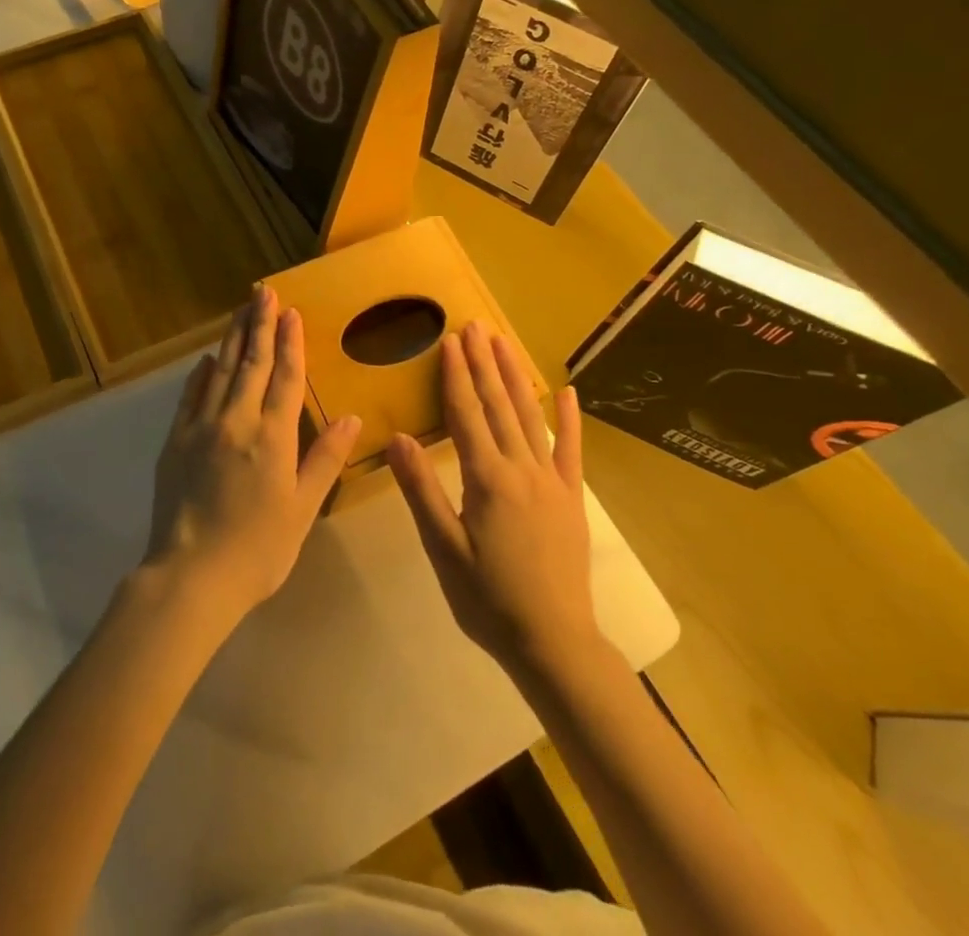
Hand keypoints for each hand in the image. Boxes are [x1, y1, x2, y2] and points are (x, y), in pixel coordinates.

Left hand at [143, 286, 361, 623]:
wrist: (191, 575)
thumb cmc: (258, 549)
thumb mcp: (303, 508)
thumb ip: (325, 459)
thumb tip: (353, 418)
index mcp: (272, 436)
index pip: (284, 376)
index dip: (289, 342)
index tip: (290, 311)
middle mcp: (236, 420)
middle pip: (250, 363)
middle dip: (259, 324)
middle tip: (263, 292)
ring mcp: (201, 427)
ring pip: (219, 371)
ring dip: (232, 338)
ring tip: (240, 310)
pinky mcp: (175, 441)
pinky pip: (190, 396)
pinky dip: (200, 374)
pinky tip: (206, 360)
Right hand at [387, 321, 601, 683]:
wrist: (554, 643)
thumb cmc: (488, 600)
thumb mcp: (444, 550)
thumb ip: (422, 491)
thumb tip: (397, 438)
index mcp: (488, 480)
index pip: (467, 415)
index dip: (456, 376)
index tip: (450, 341)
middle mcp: (522, 469)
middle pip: (499, 406)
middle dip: (484, 363)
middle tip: (475, 325)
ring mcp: (552, 482)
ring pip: (531, 417)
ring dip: (516, 377)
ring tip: (504, 343)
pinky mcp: (571, 498)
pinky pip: (571, 450)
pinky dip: (569, 419)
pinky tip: (566, 391)